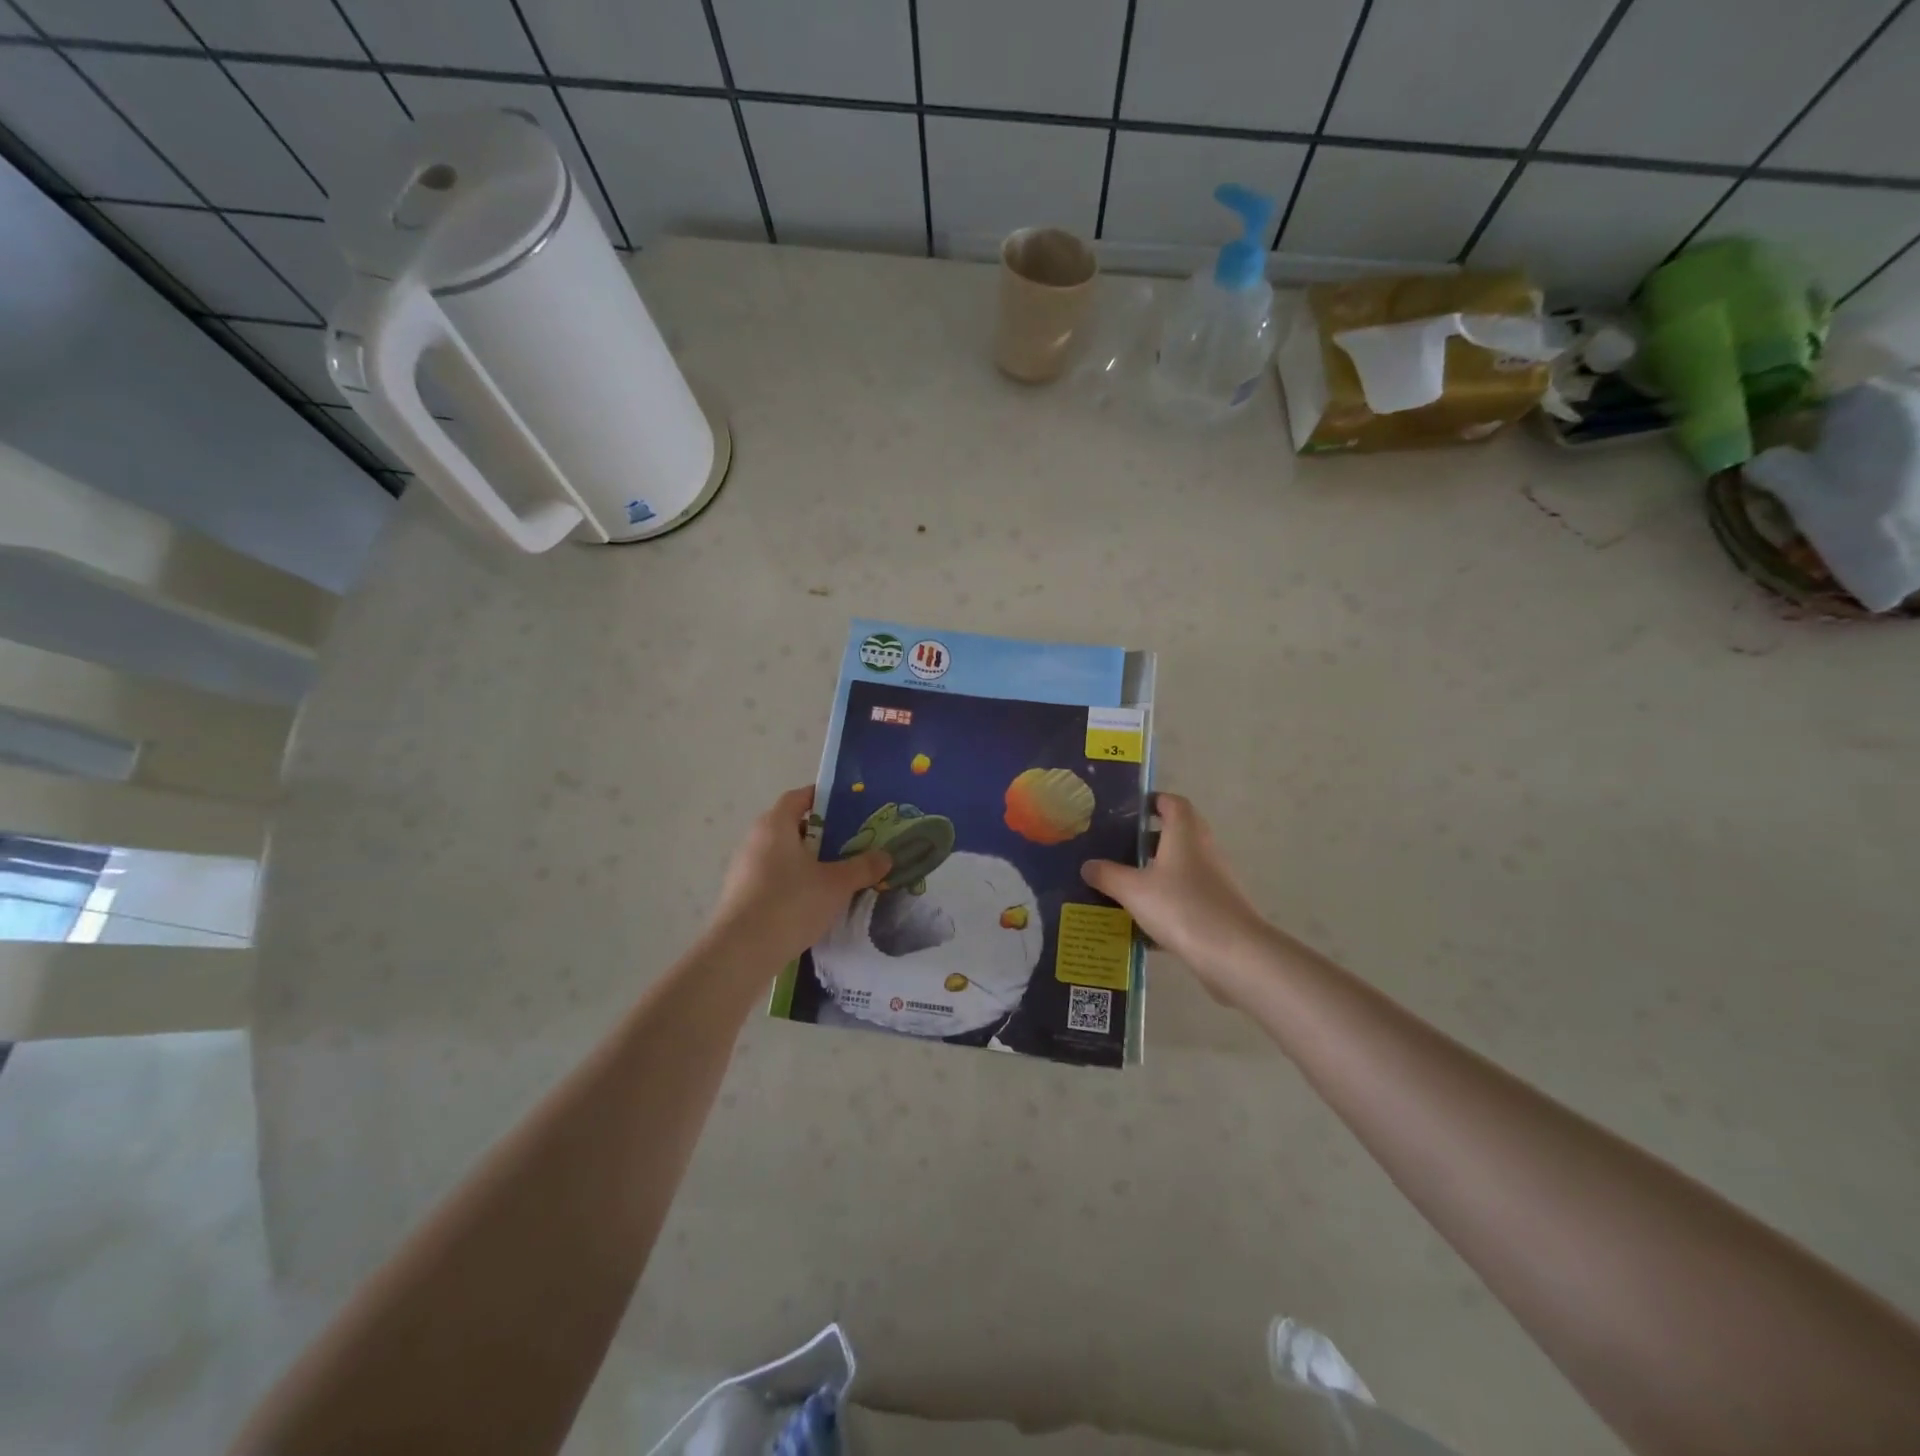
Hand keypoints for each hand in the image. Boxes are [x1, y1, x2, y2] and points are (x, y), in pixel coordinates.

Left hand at [706, 786, 890, 967]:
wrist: (741, 951)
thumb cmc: (790, 903)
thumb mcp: (836, 884)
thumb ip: (862, 867)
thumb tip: (886, 857)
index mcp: (775, 825)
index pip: (799, 797)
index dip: (822, 797)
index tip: (847, 806)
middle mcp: (755, 840)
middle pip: (791, 826)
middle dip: (821, 833)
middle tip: (850, 843)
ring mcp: (744, 869)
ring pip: (782, 854)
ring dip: (807, 860)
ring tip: (836, 873)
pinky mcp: (741, 895)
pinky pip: (773, 877)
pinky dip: (793, 881)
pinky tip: (813, 901)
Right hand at [1081, 794, 1272, 1003]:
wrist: (1233, 953)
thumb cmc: (1181, 907)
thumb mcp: (1133, 890)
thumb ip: (1107, 875)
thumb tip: (1088, 865)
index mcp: (1184, 832)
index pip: (1171, 802)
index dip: (1151, 801)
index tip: (1126, 812)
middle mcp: (1202, 848)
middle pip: (1175, 833)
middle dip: (1146, 840)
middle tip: (1115, 848)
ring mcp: (1213, 878)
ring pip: (1179, 866)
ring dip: (1154, 872)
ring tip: (1122, 885)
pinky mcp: (1217, 906)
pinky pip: (1185, 895)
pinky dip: (1165, 902)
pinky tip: (1141, 922)